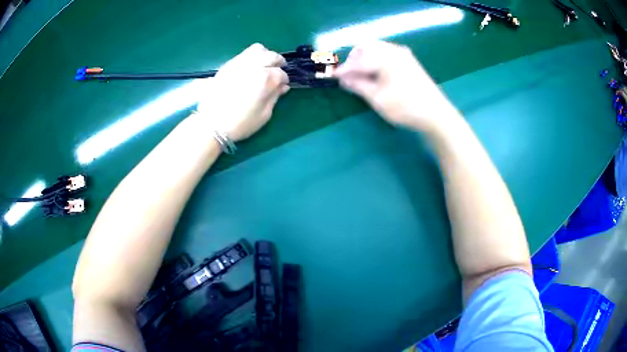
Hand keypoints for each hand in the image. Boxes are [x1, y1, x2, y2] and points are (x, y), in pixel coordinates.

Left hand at [197, 43, 289, 141]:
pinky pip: (244, 53)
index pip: (281, 73)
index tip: (283, 86)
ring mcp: (240, 63)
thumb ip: (275, 97)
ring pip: (258, 49)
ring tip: (265, 65)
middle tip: (278, 71)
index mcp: (265, 79)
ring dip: (266, 55)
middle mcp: (254, 66)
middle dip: (278, 62)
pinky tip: (251, 67)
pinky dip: (252, 57)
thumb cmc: (240, 123)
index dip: (284, 80)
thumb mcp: (264, 115)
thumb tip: (282, 86)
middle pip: (272, 56)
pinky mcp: (228, 65)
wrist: (211, 124)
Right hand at [334, 41, 459, 131]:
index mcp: (385, 57)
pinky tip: (376, 74)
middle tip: (349, 76)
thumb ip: (358, 85)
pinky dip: (376, 60)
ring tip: (361, 76)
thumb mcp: (377, 99)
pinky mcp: (409, 60)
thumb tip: (342, 79)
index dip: (344, 69)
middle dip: (354, 59)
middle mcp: (394, 50)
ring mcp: (403, 54)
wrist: (436, 114)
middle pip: (366, 47)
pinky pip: (386, 53)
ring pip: (376, 49)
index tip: (332, 76)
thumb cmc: (405, 107)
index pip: (358, 60)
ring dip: (365, 59)